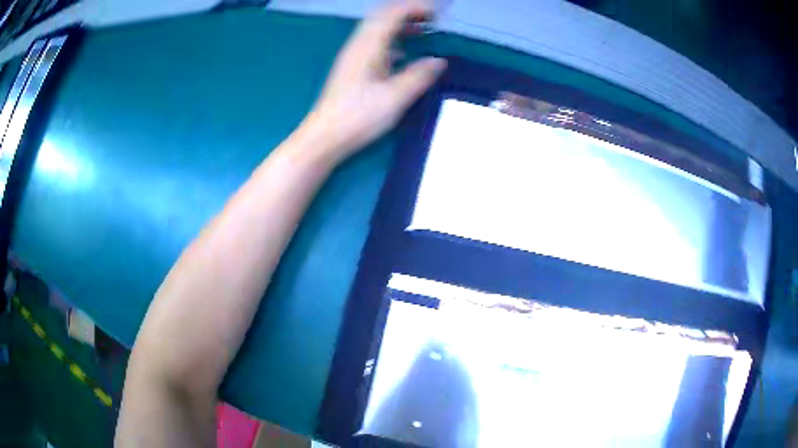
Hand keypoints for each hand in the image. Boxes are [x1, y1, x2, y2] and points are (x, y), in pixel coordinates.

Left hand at [302, 1, 446, 161]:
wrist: (324, 136)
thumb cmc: (358, 117)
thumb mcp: (395, 97)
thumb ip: (419, 76)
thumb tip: (438, 61)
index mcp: (369, 46)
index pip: (393, 13)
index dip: (416, 8)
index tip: (438, 14)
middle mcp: (359, 45)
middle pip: (383, 17)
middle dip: (409, 13)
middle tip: (432, 19)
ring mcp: (353, 56)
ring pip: (378, 29)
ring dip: (401, 25)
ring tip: (423, 30)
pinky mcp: (352, 68)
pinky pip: (374, 43)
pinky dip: (392, 40)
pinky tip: (403, 53)